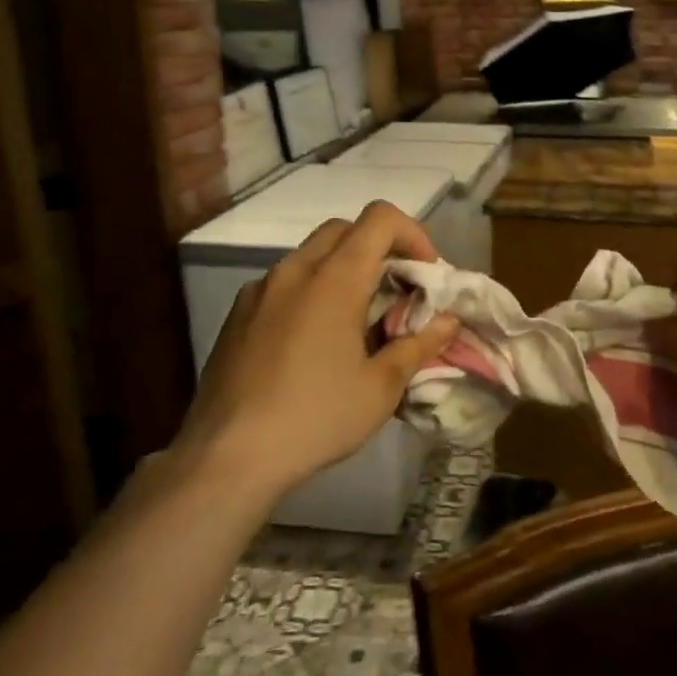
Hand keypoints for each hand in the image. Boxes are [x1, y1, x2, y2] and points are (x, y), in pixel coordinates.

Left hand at [177, 202, 459, 500]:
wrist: (227, 456)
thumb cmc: (315, 417)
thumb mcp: (380, 388)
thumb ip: (418, 345)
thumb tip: (448, 321)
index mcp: (334, 279)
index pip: (380, 218)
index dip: (412, 234)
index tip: (425, 273)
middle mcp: (294, 270)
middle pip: (345, 229)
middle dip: (379, 249)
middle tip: (396, 292)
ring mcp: (260, 290)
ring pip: (311, 254)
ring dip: (343, 269)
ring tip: (356, 319)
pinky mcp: (237, 314)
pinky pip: (284, 283)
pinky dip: (311, 290)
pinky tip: (313, 341)